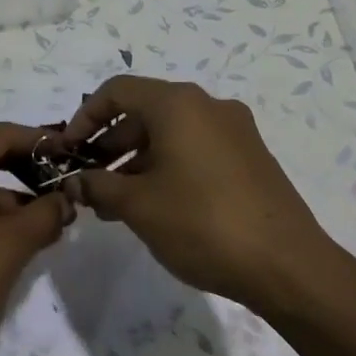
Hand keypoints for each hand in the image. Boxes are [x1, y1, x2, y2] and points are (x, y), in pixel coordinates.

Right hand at [57, 76, 341, 313]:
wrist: (286, 264)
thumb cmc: (202, 224)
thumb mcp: (138, 206)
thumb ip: (98, 185)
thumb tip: (76, 181)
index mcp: (179, 104)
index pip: (117, 91)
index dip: (85, 117)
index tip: (69, 152)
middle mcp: (209, 106)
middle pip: (145, 111)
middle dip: (110, 145)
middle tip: (89, 182)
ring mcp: (235, 131)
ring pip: (171, 134)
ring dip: (137, 161)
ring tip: (115, 204)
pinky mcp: (250, 158)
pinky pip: (196, 150)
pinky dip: (167, 167)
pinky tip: (155, 206)